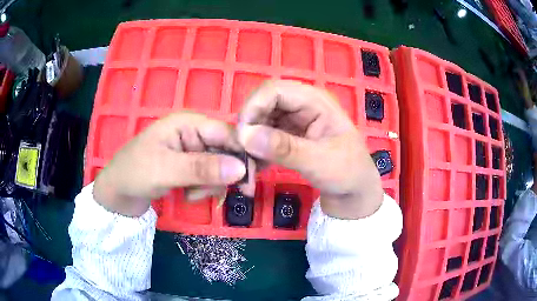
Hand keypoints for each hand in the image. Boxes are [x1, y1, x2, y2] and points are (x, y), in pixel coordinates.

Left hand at [93, 112, 252, 216]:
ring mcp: (192, 151)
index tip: (248, 182)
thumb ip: (202, 168)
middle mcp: (193, 133)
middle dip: (222, 175)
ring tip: (190, 194)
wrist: (118, 194)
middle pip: (226, 151)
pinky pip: (209, 177)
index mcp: (188, 123)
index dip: (241, 155)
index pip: (227, 133)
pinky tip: (187, 194)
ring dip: (210, 185)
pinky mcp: (190, 167)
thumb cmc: (135, 173)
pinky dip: (203, 189)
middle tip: (215, 194)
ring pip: (220, 168)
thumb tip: (242, 169)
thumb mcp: (166, 170)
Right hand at [238, 80, 382, 218]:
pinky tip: (255, 169)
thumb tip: (246, 136)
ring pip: (259, 122)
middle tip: (241, 155)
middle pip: (263, 104)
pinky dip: (255, 151)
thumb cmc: (348, 172)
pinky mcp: (288, 136)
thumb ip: (285, 148)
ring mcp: (293, 120)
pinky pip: (263, 137)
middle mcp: (301, 105)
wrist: (354, 191)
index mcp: (314, 101)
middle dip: (249, 128)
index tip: (241, 137)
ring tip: (247, 168)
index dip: (253, 108)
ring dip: (249, 142)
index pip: (274, 90)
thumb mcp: (320, 161)